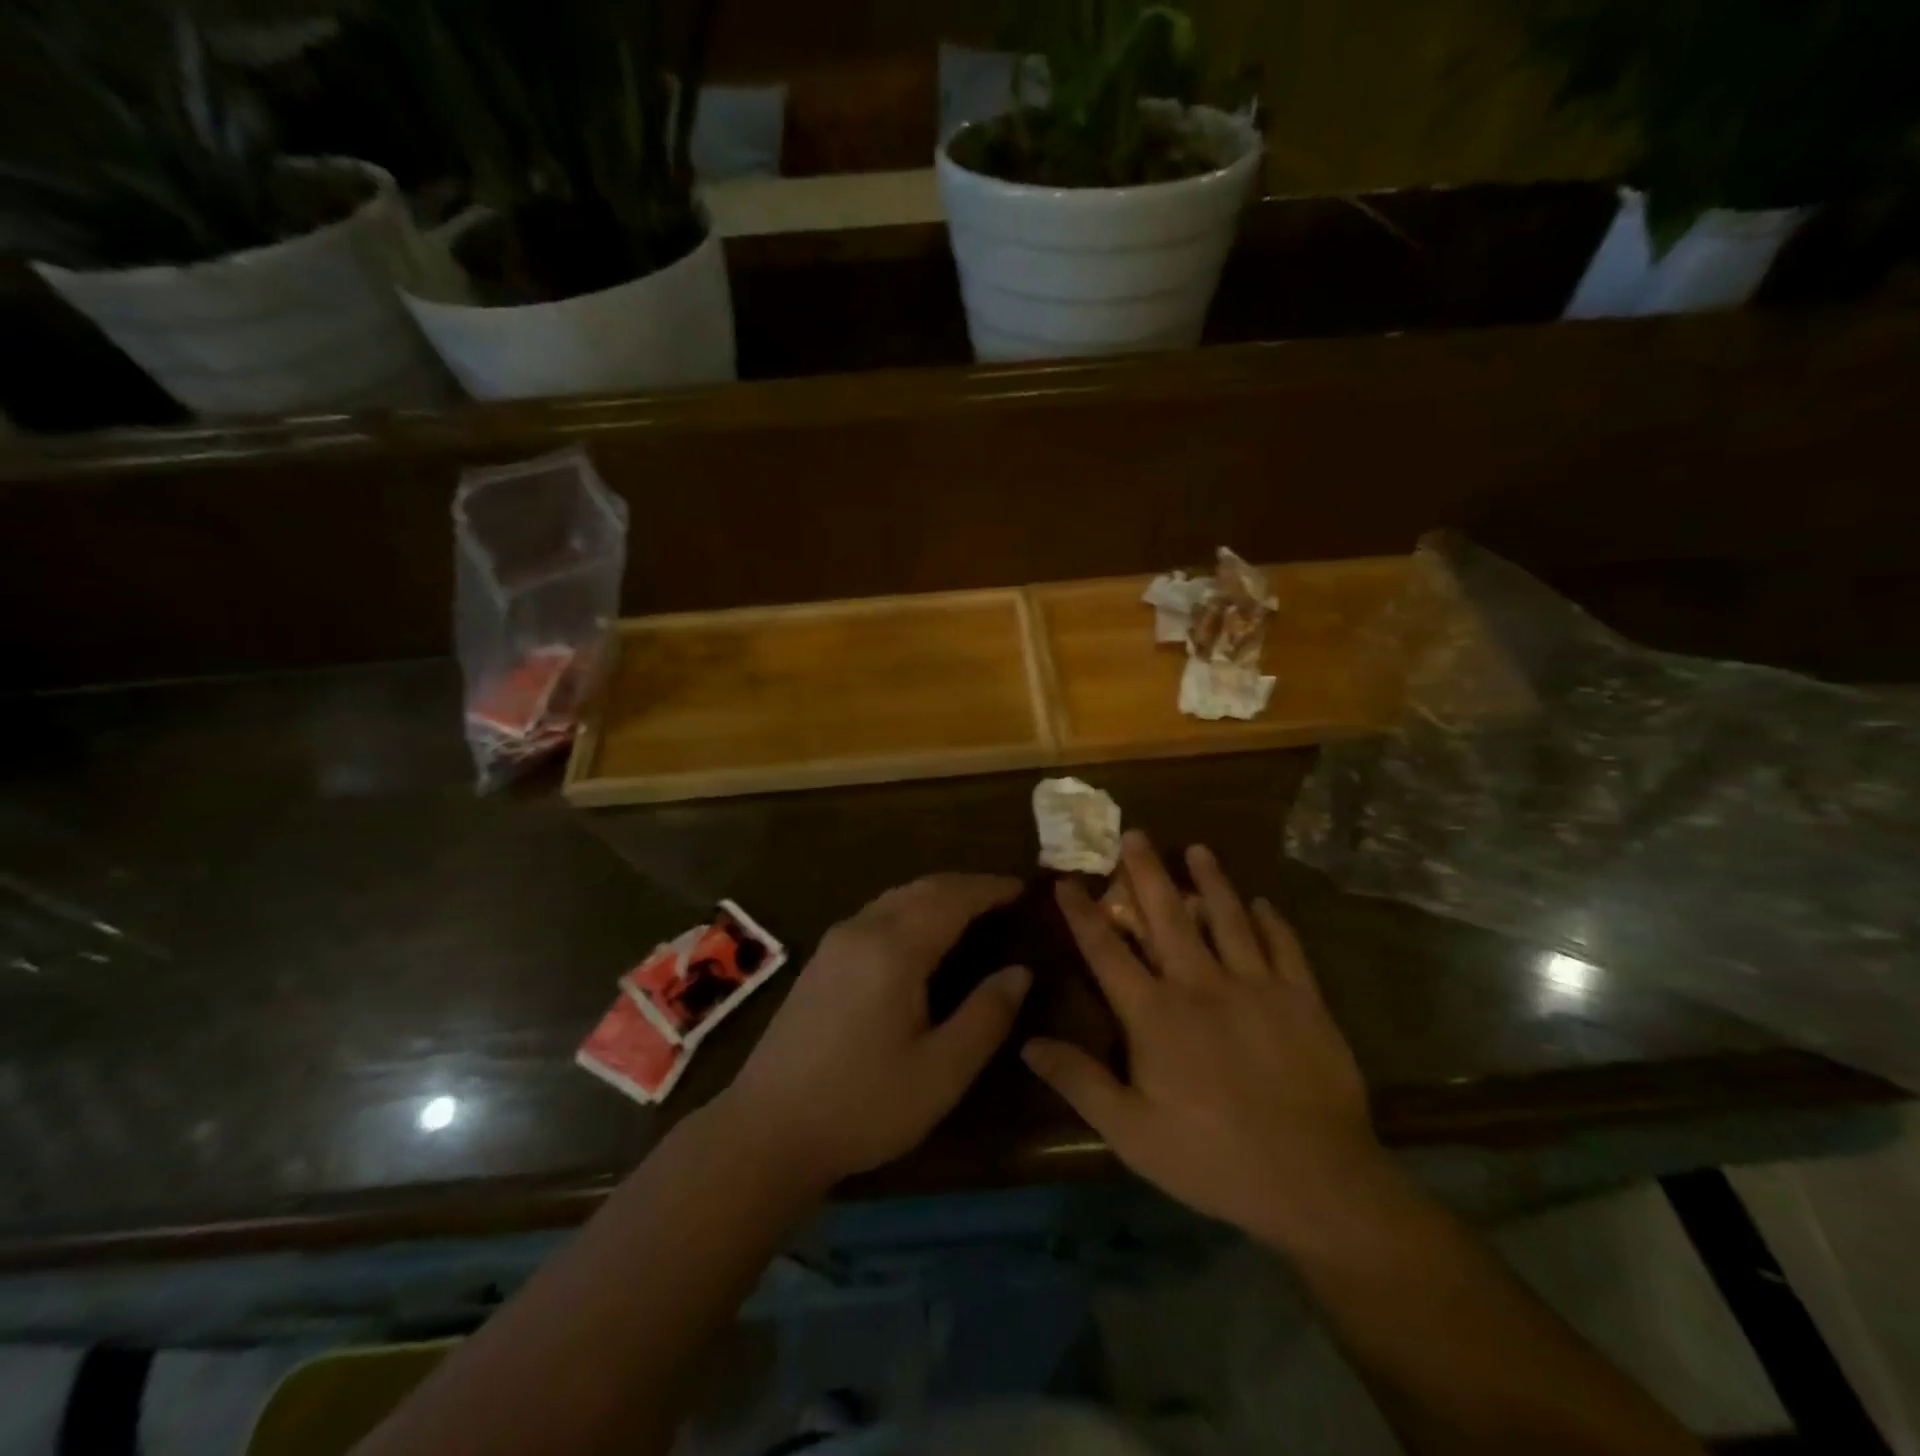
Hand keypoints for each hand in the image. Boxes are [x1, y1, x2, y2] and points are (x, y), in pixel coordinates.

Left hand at [720, 874, 1030, 1191]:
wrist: (766, 1131)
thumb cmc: (863, 1105)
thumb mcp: (941, 1072)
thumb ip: (986, 1016)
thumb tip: (1020, 971)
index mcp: (895, 949)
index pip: (953, 898)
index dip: (991, 889)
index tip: (1025, 888)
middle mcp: (863, 930)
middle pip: (923, 888)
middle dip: (966, 885)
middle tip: (1004, 896)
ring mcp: (835, 942)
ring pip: (896, 897)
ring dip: (937, 894)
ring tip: (971, 909)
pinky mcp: (820, 960)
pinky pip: (877, 913)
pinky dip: (911, 908)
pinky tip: (921, 934)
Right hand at [1023, 832, 1385, 1254]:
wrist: (1316, 1183)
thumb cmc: (1211, 1158)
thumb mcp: (1130, 1132)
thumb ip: (1079, 1081)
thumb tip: (1028, 1042)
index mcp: (1154, 1014)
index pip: (1107, 951)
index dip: (1082, 914)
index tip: (1066, 882)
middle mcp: (1201, 984)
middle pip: (1167, 915)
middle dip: (1146, 872)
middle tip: (1134, 834)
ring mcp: (1256, 986)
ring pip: (1228, 917)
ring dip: (1210, 880)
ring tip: (1198, 848)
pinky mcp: (1302, 999)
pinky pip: (1285, 947)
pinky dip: (1273, 921)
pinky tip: (1264, 903)